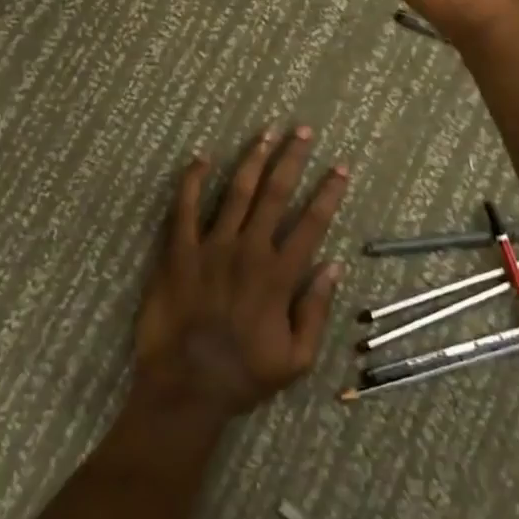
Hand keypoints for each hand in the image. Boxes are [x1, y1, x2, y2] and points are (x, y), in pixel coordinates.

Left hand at [132, 127, 346, 424]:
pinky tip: (202, 157)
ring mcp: (211, 248)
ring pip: (237, 192)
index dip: (328, 192)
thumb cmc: (243, 375)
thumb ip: (316, 311)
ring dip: (253, 159)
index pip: (311, 223)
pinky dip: (193, 180)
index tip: (340, 167)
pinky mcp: (178, 252)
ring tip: (266, 132)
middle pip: (275, 194)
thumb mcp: (296, 359)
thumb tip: (334, 266)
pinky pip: (185, 208)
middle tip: (303, 130)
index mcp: (279, 276)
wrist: (185, 388)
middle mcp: (248, 251)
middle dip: (292, 159)